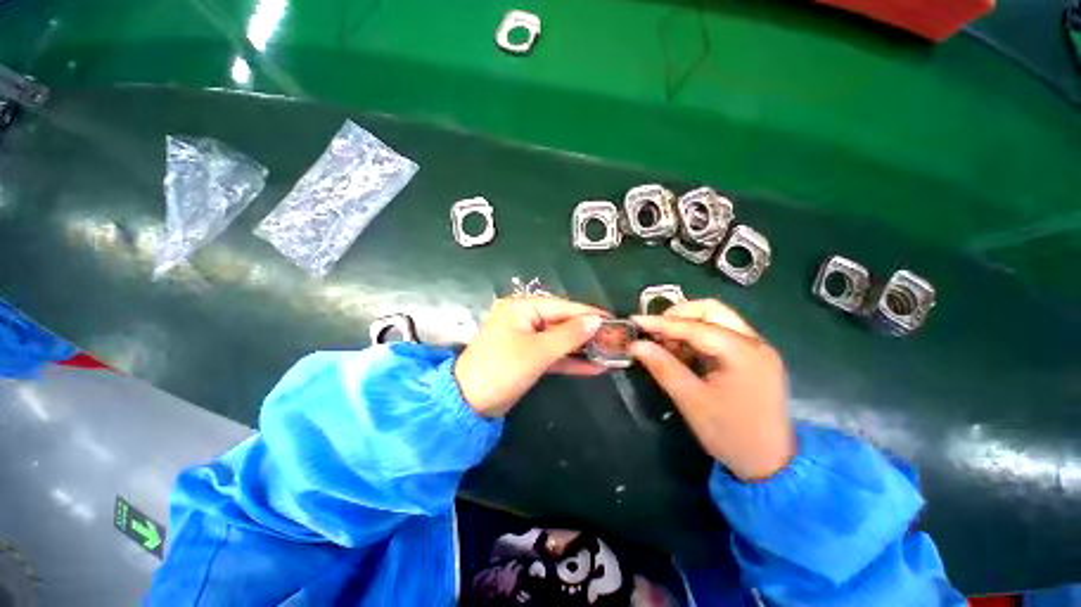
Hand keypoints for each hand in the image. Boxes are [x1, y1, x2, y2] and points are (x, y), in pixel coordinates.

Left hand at [456, 297, 606, 416]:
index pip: (562, 306)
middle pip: (562, 322)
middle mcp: (524, 318)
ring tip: (609, 352)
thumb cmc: (502, 369)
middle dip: (587, 332)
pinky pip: (553, 354)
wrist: (470, 403)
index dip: (587, 313)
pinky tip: (593, 367)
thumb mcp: (538, 351)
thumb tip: (596, 321)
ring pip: (559, 339)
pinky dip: (570, 361)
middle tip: (615, 338)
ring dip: (581, 348)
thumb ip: (569, 335)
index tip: (613, 319)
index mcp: (521, 308)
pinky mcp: (528, 357)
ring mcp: (526, 338)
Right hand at [630, 300, 793, 480]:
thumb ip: (662, 367)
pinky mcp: (752, 357)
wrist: (771, 464)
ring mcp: (757, 348)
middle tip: (655, 333)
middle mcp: (755, 342)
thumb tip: (635, 344)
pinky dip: (697, 338)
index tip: (634, 321)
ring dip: (686, 326)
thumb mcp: (691, 401)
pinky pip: (720, 334)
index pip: (695, 326)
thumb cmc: (730, 434)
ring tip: (666, 346)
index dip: (661, 322)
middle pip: (711, 310)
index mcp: (744, 352)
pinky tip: (683, 354)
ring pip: (715, 319)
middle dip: (678, 316)